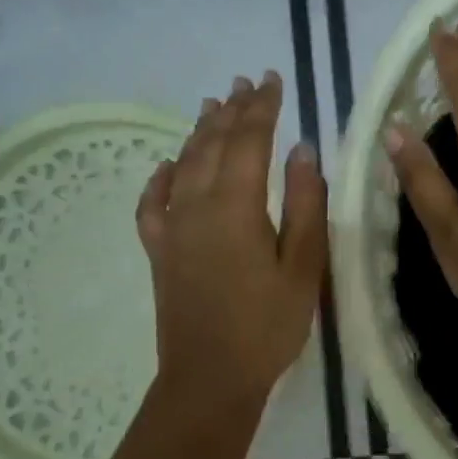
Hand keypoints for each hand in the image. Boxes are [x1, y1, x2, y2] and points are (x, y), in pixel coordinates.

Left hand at [137, 70, 327, 412]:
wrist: (209, 378)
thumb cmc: (266, 326)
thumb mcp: (303, 267)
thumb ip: (304, 205)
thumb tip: (302, 151)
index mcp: (236, 205)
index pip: (249, 140)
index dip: (261, 107)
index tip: (272, 79)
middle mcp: (197, 205)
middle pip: (213, 144)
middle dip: (231, 110)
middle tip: (244, 82)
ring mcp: (172, 228)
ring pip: (183, 165)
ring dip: (199, 132)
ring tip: (211, 106)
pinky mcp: (159, 251)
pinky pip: (152, 203)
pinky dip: (160, 178)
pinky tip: (165, 166)